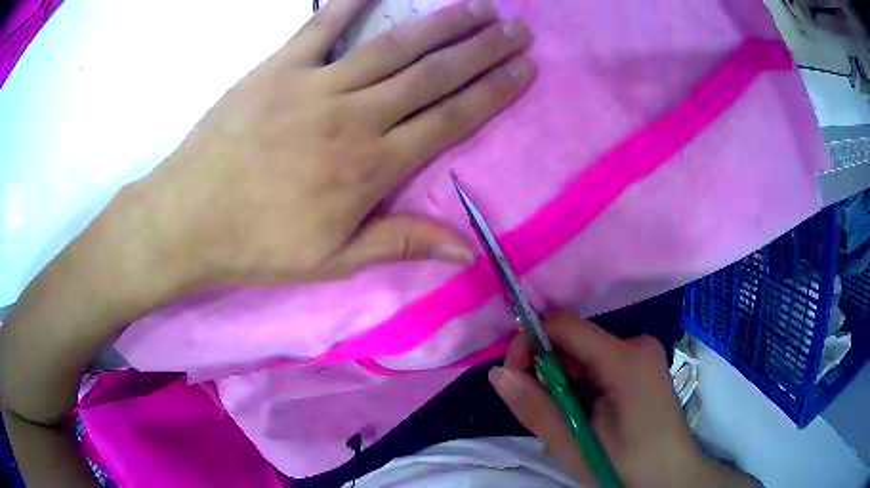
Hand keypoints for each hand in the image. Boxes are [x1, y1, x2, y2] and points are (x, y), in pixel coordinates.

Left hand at [128, 0, 535, 287]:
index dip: (493, 91)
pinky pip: (321, 26)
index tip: (524, 68)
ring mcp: (315, 84)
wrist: (189, 219)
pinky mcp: (278, 68)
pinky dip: (351, 2)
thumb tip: (468, 251)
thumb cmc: (259, 244)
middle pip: (433, 74)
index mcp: (372, 166)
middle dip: (482, 49)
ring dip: (441, 24)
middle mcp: (354, 116)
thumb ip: (402, 244)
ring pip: (393, 46)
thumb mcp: (334, 260)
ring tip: (477, 8)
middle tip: (516, 29)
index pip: (451, 118)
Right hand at [489, 312, 760, 487]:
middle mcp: (637, 345)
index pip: (565, 325)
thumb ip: (535, 408)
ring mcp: (644, 355)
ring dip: (564, 383)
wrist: (671, 478)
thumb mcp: (574, 445)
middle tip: (543, 412)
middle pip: (575, 341)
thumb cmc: (626, 466)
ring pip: (585, 355)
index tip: (513, 375)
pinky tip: (585, 416)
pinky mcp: (644, 367)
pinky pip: (600, 364)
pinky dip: (582, 386)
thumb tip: (497, 373)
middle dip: (548, 371)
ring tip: (567, 421)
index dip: (531, 342)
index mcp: (625, 360)